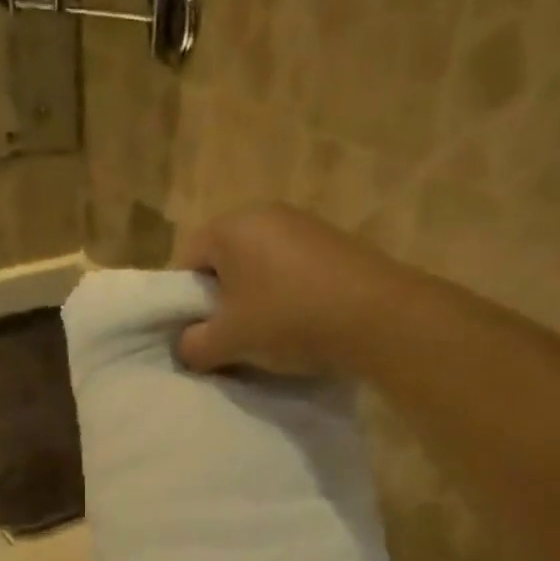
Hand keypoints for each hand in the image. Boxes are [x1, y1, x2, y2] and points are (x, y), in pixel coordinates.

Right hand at [174, 204, 396, 377]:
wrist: (378, 318)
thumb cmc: (288, 320)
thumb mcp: (227, 341)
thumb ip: (193, 345)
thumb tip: (187, 347)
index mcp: (231, 226)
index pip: (185, 260)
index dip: (182, 300)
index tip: (194, 333)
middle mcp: (266, 213)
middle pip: (224, 261)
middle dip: (219, 300)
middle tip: (227, 337)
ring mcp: (305, 225)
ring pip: (260, 267)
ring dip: (254, 300)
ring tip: (265, 337)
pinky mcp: (336, 243)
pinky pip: (292, 271)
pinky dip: (287, 296)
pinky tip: (299, 325)